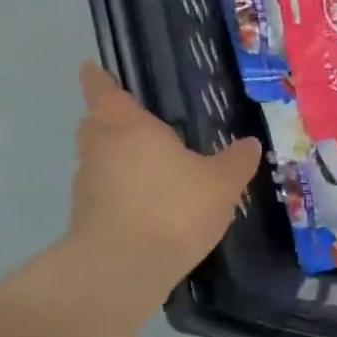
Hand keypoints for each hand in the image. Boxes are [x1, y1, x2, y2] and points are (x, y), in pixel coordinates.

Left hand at [66, 63, 260, 296]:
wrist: (123, 268)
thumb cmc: (173, 207)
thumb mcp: (221, 183)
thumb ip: (236, 161)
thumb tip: (250, 144)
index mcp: (127, 126)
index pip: (103, 90)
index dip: (99, 78)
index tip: (93, 68)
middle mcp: (100, 149)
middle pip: (96, 125)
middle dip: (111, 121)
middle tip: (140, 125)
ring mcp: (87, 186)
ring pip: (100, 161)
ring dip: (119, 161)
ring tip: (154, 170)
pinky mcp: (86, 219)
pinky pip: (106, 194)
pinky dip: (122, 193)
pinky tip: (151, 207)